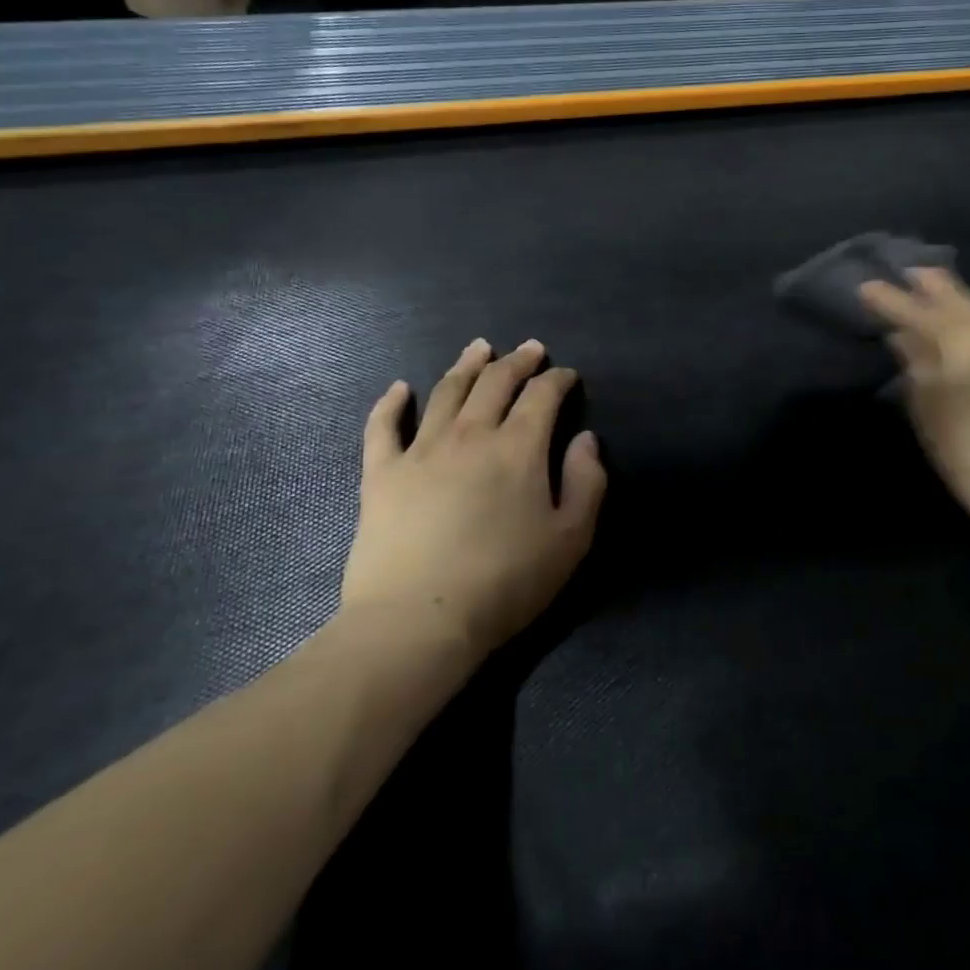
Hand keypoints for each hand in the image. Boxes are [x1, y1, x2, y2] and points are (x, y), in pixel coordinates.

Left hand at [343, 339, 607, 656]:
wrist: (418, 621)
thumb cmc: (505, 582)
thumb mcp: (571, 538)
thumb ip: (587, 482)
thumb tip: (585, 439)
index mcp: (519, 448)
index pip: (543, 396)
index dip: (558, 380)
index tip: (567, 375)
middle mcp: (471, 435)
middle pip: (496, 382)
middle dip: (518, 361)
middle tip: (530, 349)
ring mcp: (421, 450)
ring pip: (446, 392)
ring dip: (467, 365)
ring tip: (479, 348)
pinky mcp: (381, 474)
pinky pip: (383, 427)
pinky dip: (392, 403)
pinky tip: (400, 388)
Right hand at [860, 270, 969, 541]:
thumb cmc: (968, 451)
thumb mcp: (929, 408)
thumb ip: (916, 364)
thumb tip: (902, 336)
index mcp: (964, 342)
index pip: (917, 313)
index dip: (890, 300)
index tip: (866, 287)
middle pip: (961, 302)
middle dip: (934, 287)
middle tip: (913, 272)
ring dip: (964, 306)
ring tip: (945, 298)